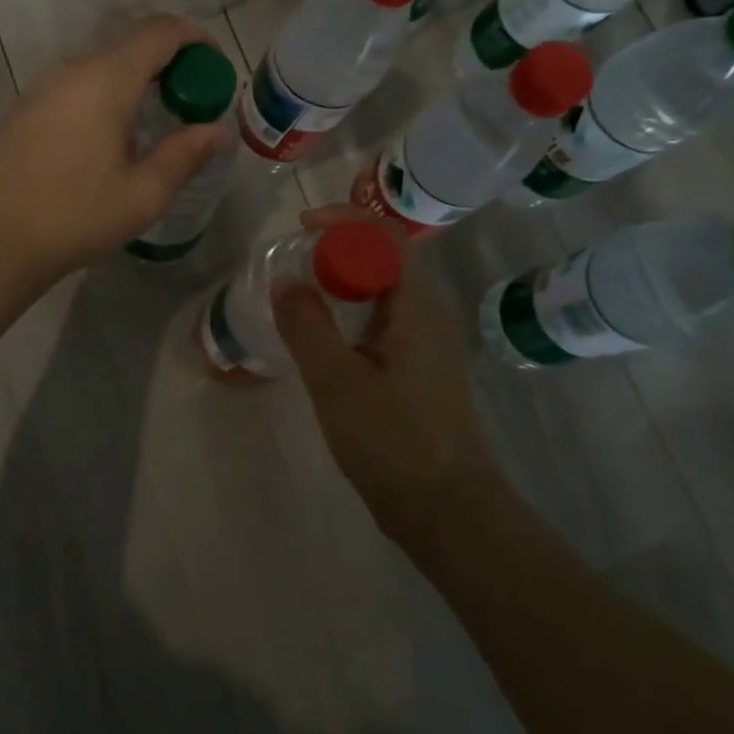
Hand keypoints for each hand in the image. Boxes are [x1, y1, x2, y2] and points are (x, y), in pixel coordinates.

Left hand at [0, 16, 231, 288]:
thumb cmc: (77, 216)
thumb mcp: (144, 193)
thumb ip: (184, 154)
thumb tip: (217, 131)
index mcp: (106, 80)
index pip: (159, 32)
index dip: (195, 39)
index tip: (214, 65)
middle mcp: (72, 69)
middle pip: (130, 46)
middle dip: (168, 65)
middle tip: (189, 104)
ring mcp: (42, 86)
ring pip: (100, 67)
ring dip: (133, 83)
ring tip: (151, 125)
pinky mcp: (24, 107)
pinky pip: (75, 86)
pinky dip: (103, 96)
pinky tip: (106, 140)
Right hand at [272, 207, 506, 543]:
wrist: (447, 512)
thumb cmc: (394, 441)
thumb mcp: (337, 381)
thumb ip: (307, 326)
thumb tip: (286, 281)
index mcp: (418, 308)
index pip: (386, 238)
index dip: (344, 220)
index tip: (302, 227)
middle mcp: (429, 317)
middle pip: (385, 261)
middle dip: (338, 251)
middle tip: (294, 263)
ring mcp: (428, 346)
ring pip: (383, 295)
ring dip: (343, 284)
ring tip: (300, 295)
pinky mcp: (420, 373)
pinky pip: (383, 324)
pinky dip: (351, 316)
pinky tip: (323, 341)